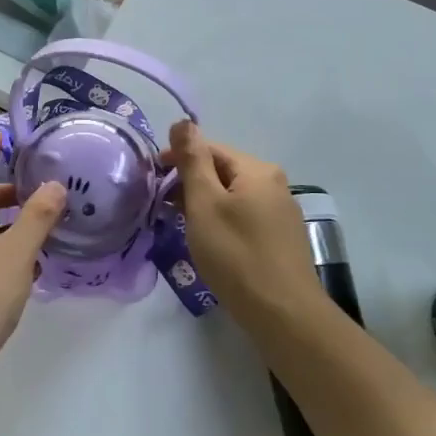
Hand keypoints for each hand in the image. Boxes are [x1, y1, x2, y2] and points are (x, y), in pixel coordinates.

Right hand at [167, 122, 321, 328]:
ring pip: (233, 196)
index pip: (210, 148)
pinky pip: (244, 216)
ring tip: (179, 224)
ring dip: (204, 203)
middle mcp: (275, 184)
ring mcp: (281, 212)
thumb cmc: (236, 254)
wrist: (283, 314)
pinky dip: (221, 220)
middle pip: (223, 171)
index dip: (177, 158)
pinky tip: (209, 241)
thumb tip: (182, 121)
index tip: (152, 177)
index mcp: (257, 170)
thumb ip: (192, 160)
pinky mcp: (281, 239)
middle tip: (161, 205)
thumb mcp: (204, 204)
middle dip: (189, 183)